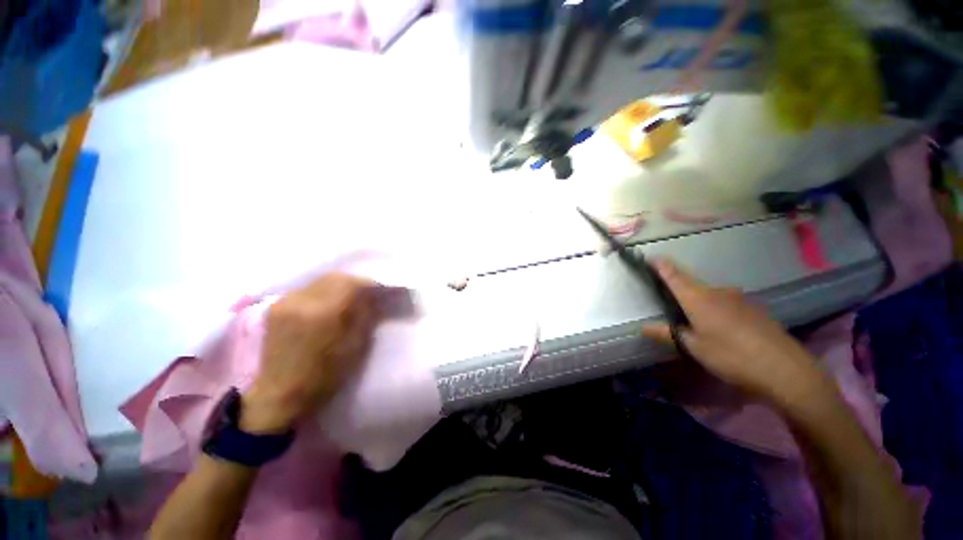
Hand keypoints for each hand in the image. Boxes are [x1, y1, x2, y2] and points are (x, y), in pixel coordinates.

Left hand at [241, 273, 378, 432]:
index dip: (367, 285)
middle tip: (361, 299)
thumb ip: (363, 321)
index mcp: (324, 313)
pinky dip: (313, 298)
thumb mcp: (352, 354)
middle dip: (350, 285)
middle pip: (333, 277)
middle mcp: (302, 299)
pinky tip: (316, 313)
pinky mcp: (274, 306)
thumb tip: (372, 299)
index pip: (351, 283)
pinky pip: (301, 293)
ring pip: (316, 283)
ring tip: (338, 307)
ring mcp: (285, 301)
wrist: (280, 393)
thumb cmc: (321, 381)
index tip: (378, 294)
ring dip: (330, 290)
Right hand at [641, 259, 826, 405]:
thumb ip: (671, 335)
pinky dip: (722, 317)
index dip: (661, 267)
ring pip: (714, 300)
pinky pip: (729, 307)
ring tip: (705, 336)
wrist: (775, 361)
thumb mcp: (697, 349)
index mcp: (699, 299)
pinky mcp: (752, 307)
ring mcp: (738, 297)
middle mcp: (718, 291)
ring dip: (705, 311)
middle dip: (684, 299)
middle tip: (678, 321)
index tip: (650, 259)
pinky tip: (728, 338)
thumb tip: (645, 326)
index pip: (675, 276)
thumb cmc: (730, 356)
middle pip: (695, 289)